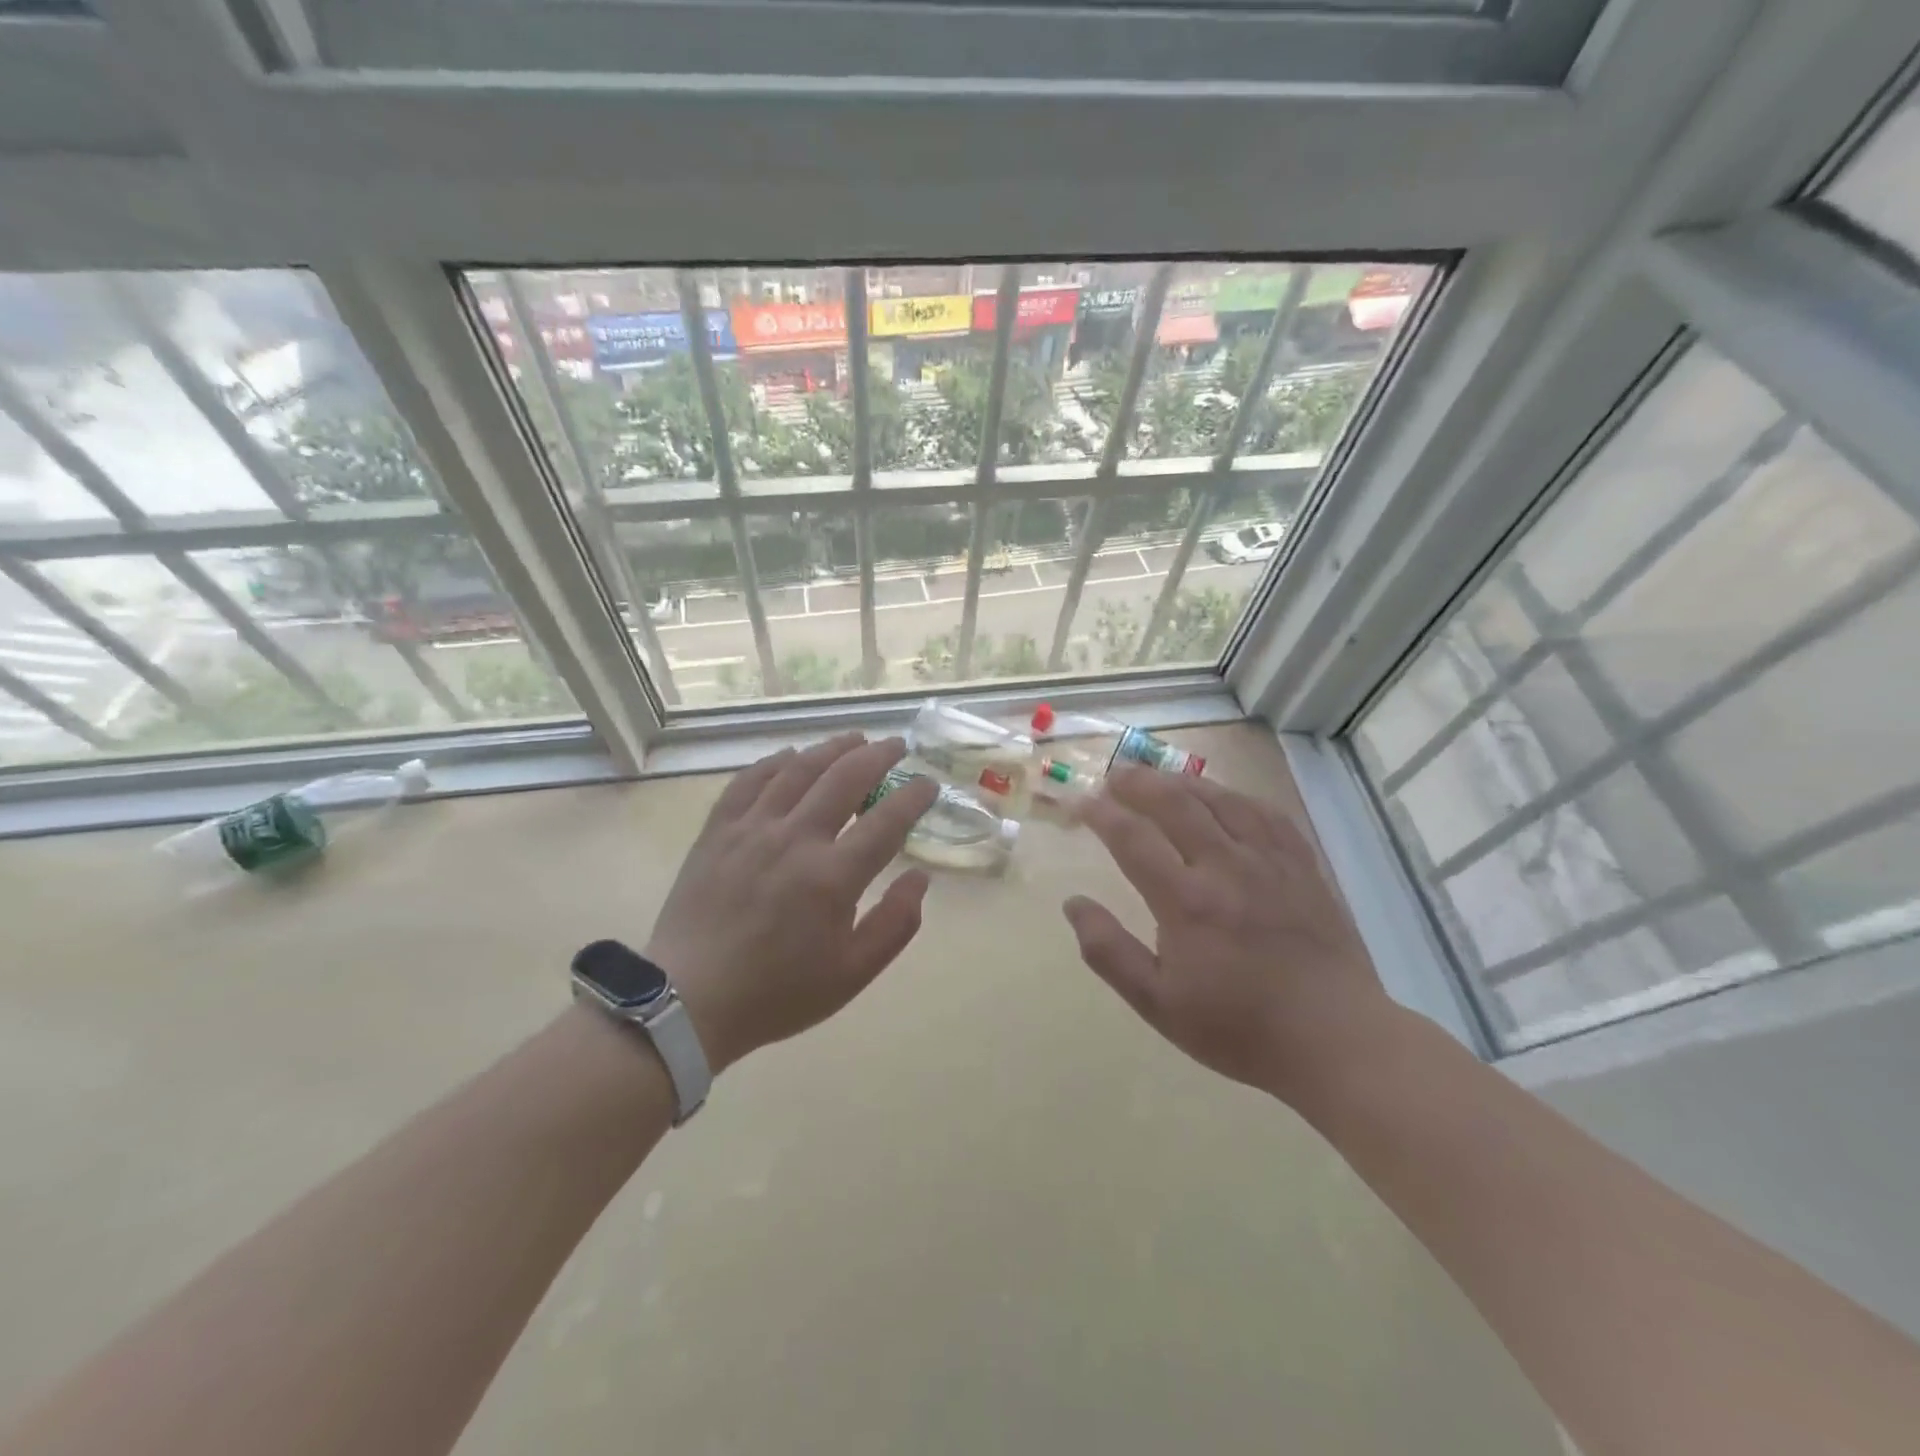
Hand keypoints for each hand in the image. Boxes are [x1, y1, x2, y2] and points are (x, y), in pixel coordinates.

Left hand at [642, 733, 938, 1074]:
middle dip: (879, 756)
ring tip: (854, 739)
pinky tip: (791, 757)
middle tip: (897, 746)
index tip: (928, 785)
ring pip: (799, 769)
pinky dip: (776, 762)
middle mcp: (795, 840)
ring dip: (832, 748)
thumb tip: (920, 878)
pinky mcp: (718, 831)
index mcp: (832, 877)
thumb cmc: (777, 993)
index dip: (914, 796)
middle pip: (845, 778)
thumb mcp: (852, 974)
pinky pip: (750, 780)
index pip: (887, 821)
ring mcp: (752, 829)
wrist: (688, 1001)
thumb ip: (895, 924)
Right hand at [1063, 767, 1391, 1102]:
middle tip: (1114, 777)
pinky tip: (1223, 796)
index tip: (1080, 803)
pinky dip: (1235, 795)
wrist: (1334, 1039)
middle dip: (1138, 783)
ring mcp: (1269, 860)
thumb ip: (1109, 952)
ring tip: (1158, 777)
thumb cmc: (1238, 1028)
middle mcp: (1226, 866)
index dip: (1100, 814)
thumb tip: (1073, 903)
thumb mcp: (1158, 1004)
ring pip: (1220, 798)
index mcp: (1187, 901)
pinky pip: (1265, 812)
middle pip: (1175, 803)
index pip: (1132, 838)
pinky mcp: (1302, 864)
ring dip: (1182, 781)